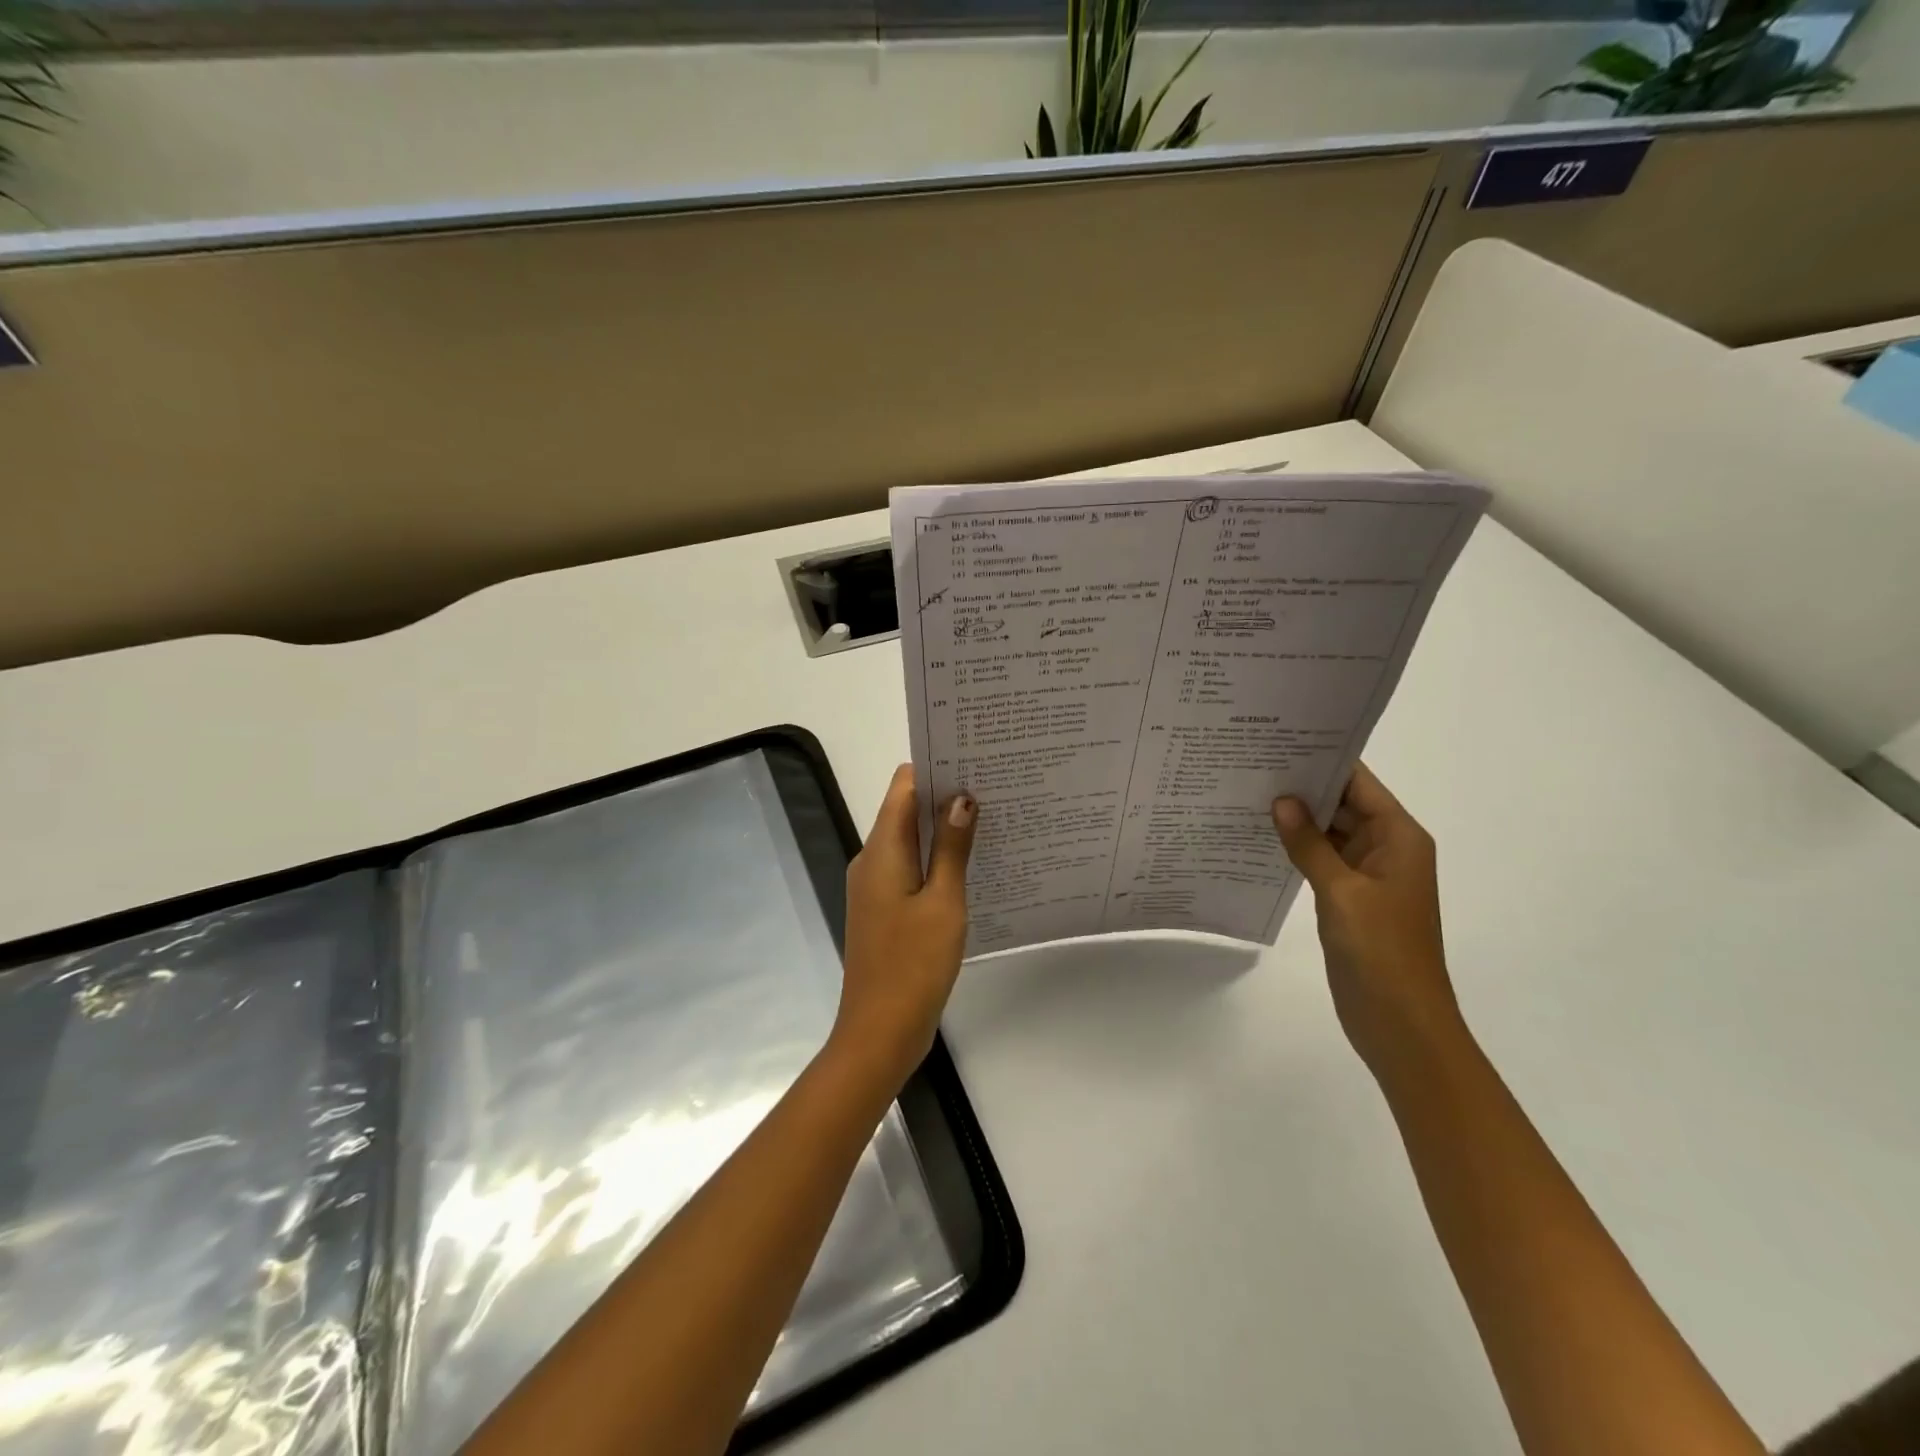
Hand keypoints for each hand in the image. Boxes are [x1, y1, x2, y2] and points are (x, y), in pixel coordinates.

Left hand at [831, 764, 976, 1085]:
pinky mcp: (885, 910)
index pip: (902, 787)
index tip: (973, 760)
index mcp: (881, 851)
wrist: (879, 1033)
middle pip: (905, 811)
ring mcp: (876, 887)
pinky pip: (911, 870)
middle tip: (995, 789)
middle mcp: (872, 861)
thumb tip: (961, 798)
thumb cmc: (913, 964)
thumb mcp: (943, 902)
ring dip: (943, 831)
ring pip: (910, 842)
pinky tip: (972, 867)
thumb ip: (951, 848)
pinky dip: (936, 861)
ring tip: (992, 821)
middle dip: (945, 797)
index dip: (934, 768)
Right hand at [1272, 763, 1467, 1080]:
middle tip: (1251, 764)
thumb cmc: (1381, 952)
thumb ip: (1309, 844)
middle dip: (1303, 787)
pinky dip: (1298, 849)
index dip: (1323, 760)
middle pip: (1344, 804)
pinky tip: (1260, 838)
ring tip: (1248, 793)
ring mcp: (1368, 875)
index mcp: (1399, 838)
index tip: (1279, 740)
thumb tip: (1282, 800)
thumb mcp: (1341, 892)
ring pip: (1330, 833)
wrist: (1401, 1024)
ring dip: (1297, 819)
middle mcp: (1387, 849)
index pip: (1359, 784)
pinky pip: (1323, 860)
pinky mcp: (1351, 899)